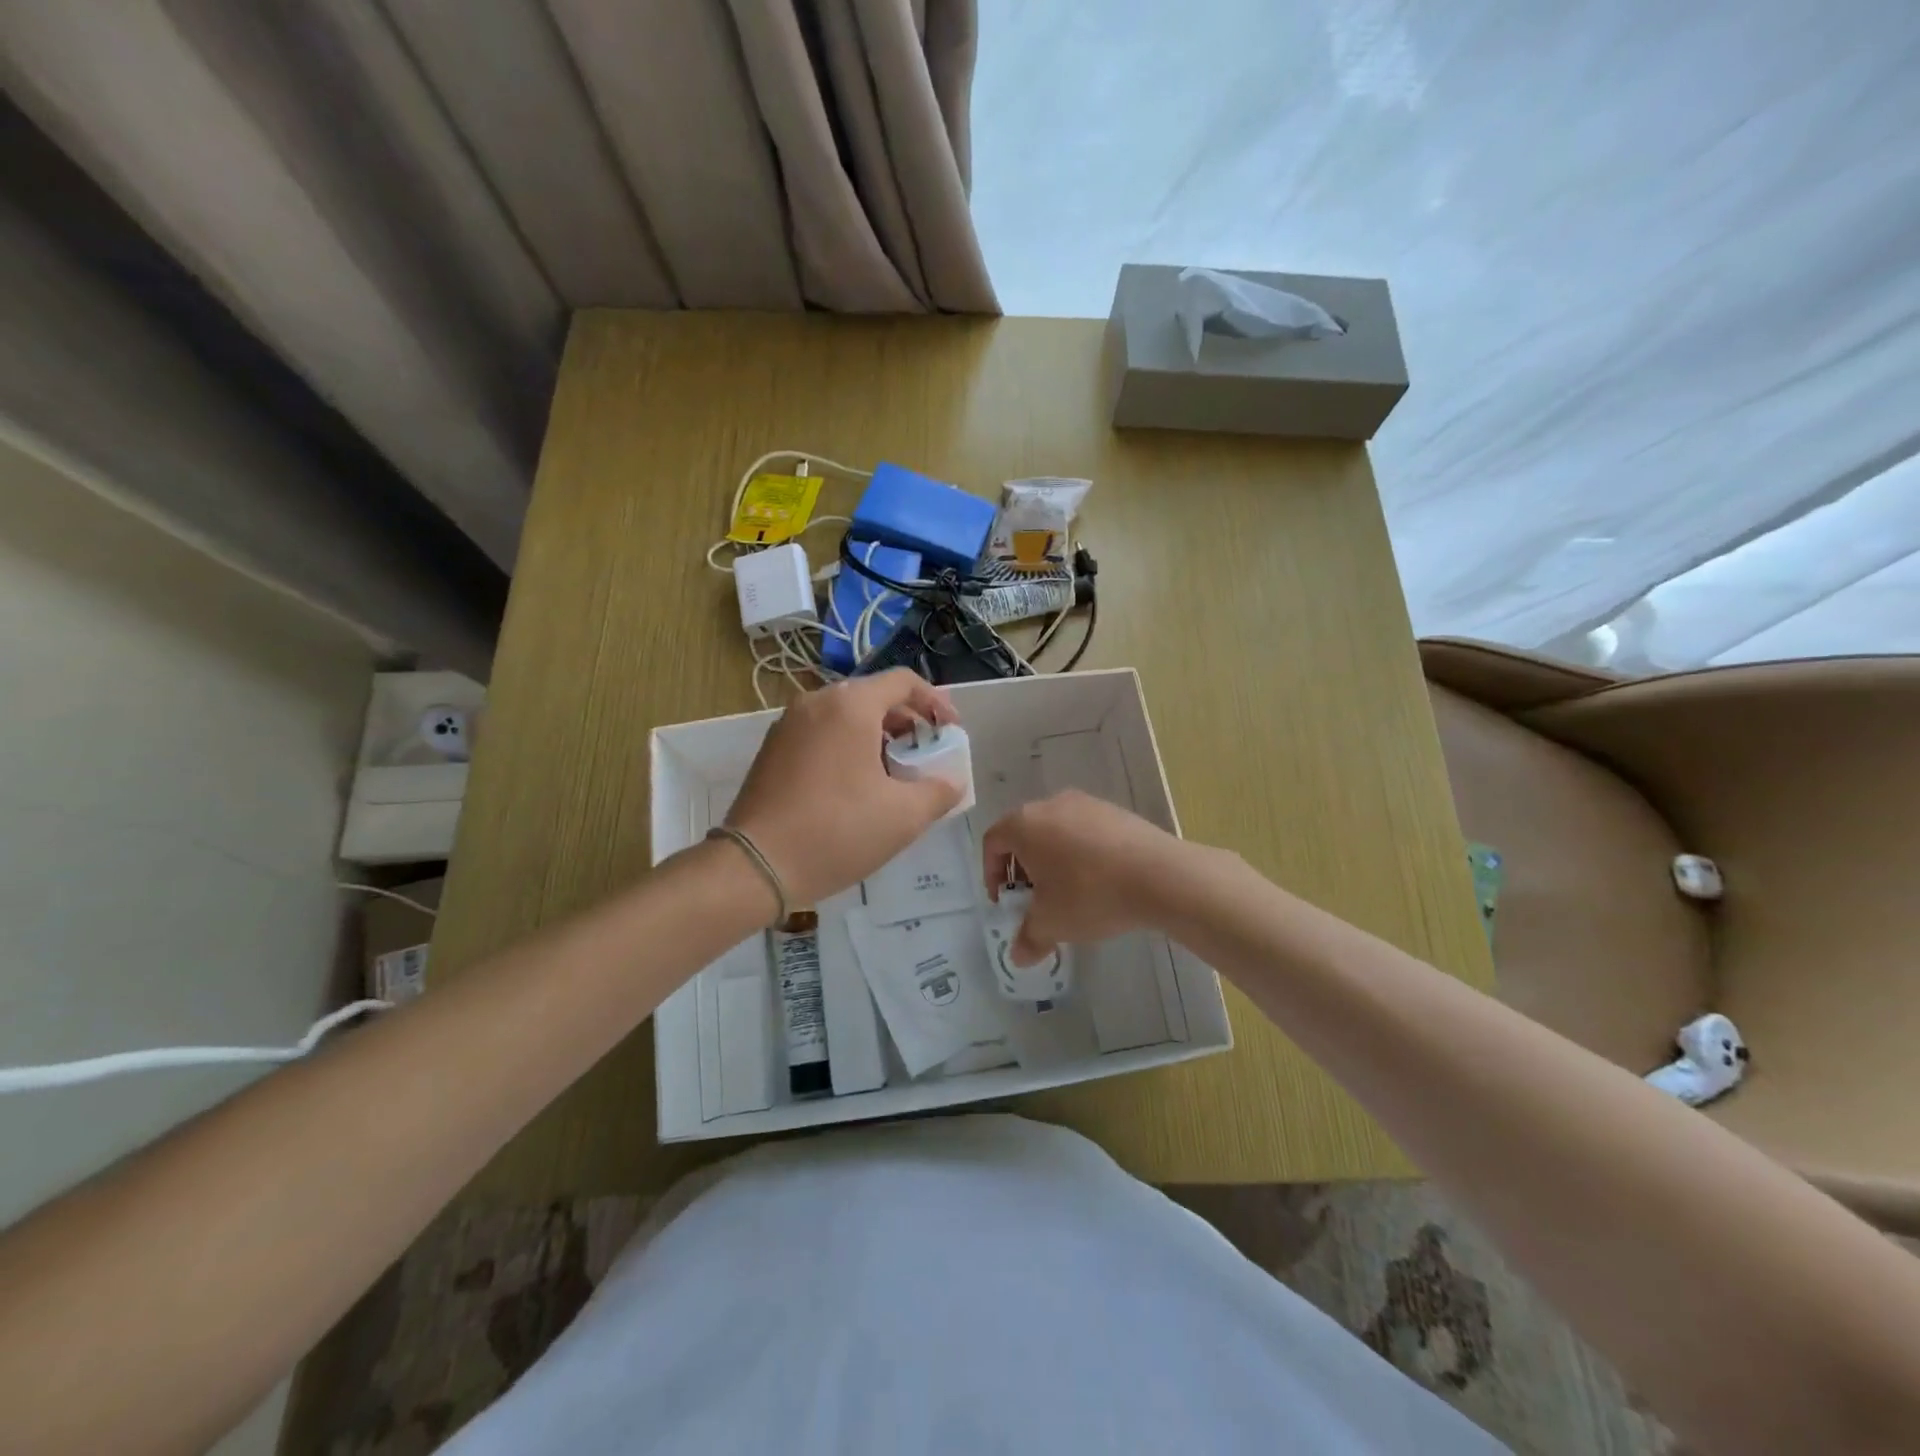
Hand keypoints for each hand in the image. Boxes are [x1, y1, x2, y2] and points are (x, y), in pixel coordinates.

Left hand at [726, 670, 959, 908]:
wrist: (756, 865)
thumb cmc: (838, 831)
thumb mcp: (904, 816)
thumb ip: (940, 791)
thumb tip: (952, 782)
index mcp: (850, 705)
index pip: (903, 682)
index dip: (935, 702)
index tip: (949, 732)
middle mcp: (816, 702)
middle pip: (873, 696)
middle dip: (906, 721)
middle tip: (924, 754)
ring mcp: (788, 724)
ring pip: (845, 715)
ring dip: (877, 735)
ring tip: (893, 773)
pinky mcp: (772, 749)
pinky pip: (821, 733)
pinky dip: (847, 746)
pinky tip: (854, 786)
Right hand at [981, 790, 1190, 964]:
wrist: (1159, 875)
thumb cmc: (1090, 894)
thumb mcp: (1052, 923)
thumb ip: (1029, 938)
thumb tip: (1018, 956)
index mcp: (1024, 824)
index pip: (993, 842)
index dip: (991, 874)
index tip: (1005, 902)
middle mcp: (1051, 804)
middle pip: (1024, 834)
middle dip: (1023, 869)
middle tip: (1034, 900)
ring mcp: (1086, 803)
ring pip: (1056, 832)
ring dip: (1053, 861)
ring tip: (1068, 893)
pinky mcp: (1115, 811)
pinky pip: (1085, 832)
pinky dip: (1081, 854)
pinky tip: (1099, 881)